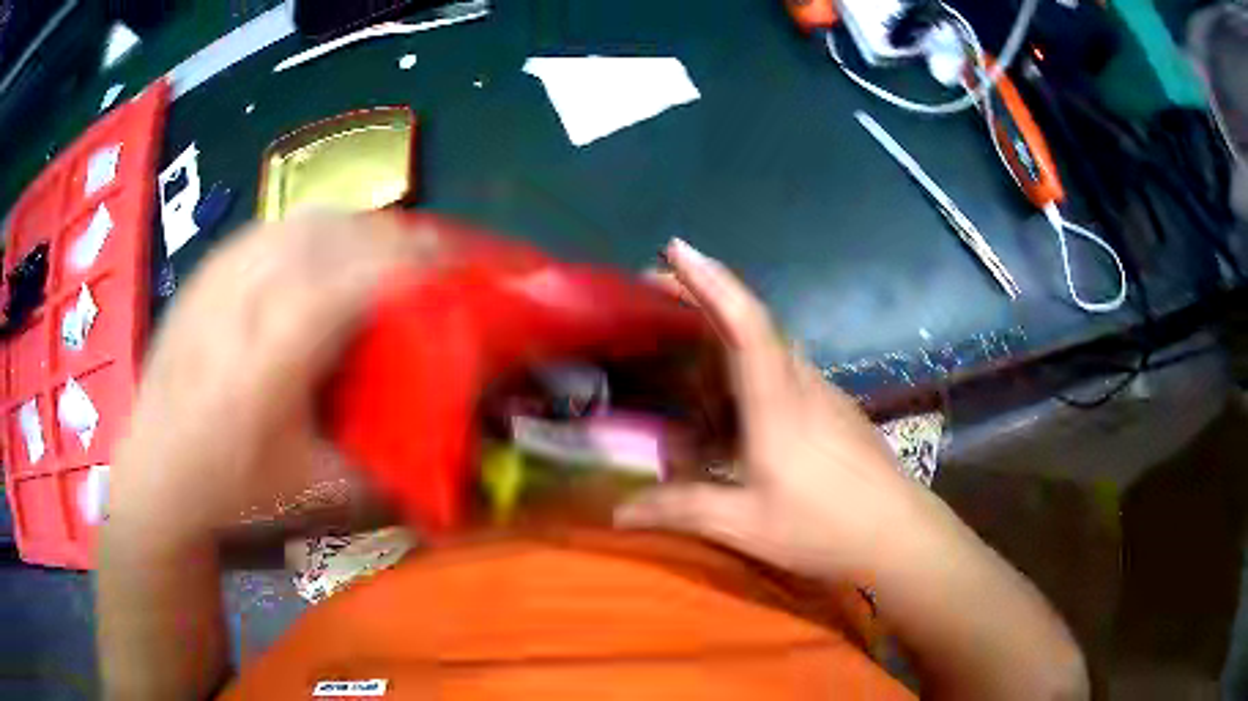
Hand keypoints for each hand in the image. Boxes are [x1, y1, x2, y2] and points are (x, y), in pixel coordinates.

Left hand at [110, 212, 439, 538]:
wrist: (155, 473)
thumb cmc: (232, 488)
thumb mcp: (317, 494)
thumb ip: (385, 469)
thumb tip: (437, 451)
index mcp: (277, 352)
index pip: (360, 278)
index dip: (419, 262)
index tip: (462, 264)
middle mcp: (249, 296)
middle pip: (339, 233)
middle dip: (397, 236)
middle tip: (431, 256)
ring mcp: (224, 274)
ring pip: (307, 221)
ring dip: (358, 227)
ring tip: (383, 249)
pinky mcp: (208, 269)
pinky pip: (274, 228)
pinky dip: (315, 230)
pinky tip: (323, 254)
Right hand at [616, 238, 941, 582]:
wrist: (898, 533)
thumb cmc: (823, 526)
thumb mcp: (744, 525)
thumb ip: (680, 511)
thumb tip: (618, 513)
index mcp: (778, 402)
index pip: (746, 323)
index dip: (712, 282)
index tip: (678, 249)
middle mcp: (802, 384)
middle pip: (754, 323)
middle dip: (707, 296)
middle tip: (659, 293)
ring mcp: (824, 394)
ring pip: (770, 348)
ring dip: (727, 334)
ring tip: (686, 350)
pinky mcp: (835, 410)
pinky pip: (784, 372)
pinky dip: (749, 368)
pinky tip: (735, 404)